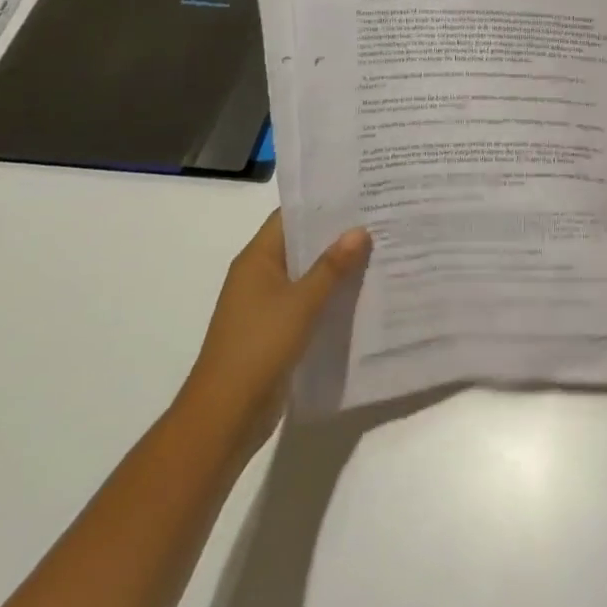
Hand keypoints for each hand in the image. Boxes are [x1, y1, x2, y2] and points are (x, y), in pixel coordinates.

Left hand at [181, 211, 369, 447]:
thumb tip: (360, 230)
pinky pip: (309, 300)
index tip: (361, 191)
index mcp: (257, 259)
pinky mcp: (277, 329)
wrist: (225, 415)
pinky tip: (364, 290)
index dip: (323, 202)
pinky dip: (332, 293)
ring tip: (381, 248)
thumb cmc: (258, 347)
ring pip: (308, 273)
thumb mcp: (302, 302)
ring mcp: (267, 304)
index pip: (291, 216)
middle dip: (338, 233)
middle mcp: (260, 275)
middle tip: (381, 217)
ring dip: (338, 265)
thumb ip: (332, 266)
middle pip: (302, 243)